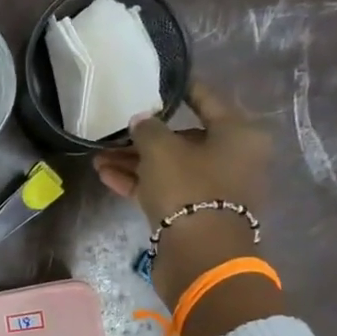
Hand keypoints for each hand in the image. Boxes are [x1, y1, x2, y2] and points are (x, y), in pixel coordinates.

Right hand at [93, 82, 284, 335]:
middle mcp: (232, 158)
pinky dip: (138, 182)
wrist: (199, 255)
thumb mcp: (161, 150)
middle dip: (144, 137)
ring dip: (134, 162)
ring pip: (169, 167)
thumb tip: (141, 121)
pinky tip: (106, 175)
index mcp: (238, 134)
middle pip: (184, 139)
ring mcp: (213, 190)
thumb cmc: (188, 189)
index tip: (160, 80)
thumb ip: (148, 128)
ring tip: (98, 157)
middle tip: (113, 131)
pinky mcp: (194, 214)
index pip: (207, 100)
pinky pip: (164, 189)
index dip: (182, 89)